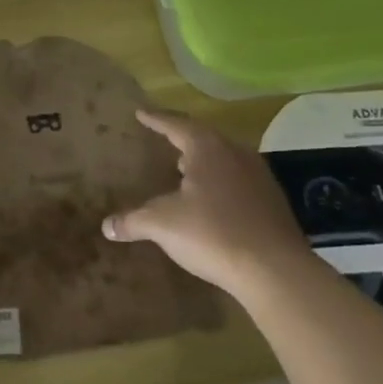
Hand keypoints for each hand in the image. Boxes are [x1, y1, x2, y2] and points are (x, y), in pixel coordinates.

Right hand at [101, 108, 311, 289]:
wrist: (276, 270)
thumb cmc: (213, 233)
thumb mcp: (163, 225)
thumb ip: (133, 220)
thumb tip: (106, 226)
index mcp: (207, 148)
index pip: (176, 125)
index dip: (156, 120)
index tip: (141, 113)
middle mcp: (236, 153)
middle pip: (204, 138)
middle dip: (183, 139)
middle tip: (165, 140)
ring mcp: (260, 177)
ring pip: (225, 159)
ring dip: (204, 162)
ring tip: (186, 170)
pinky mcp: (273, 202)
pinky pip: (239, 181)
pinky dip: (221, 183)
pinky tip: (213, 201)